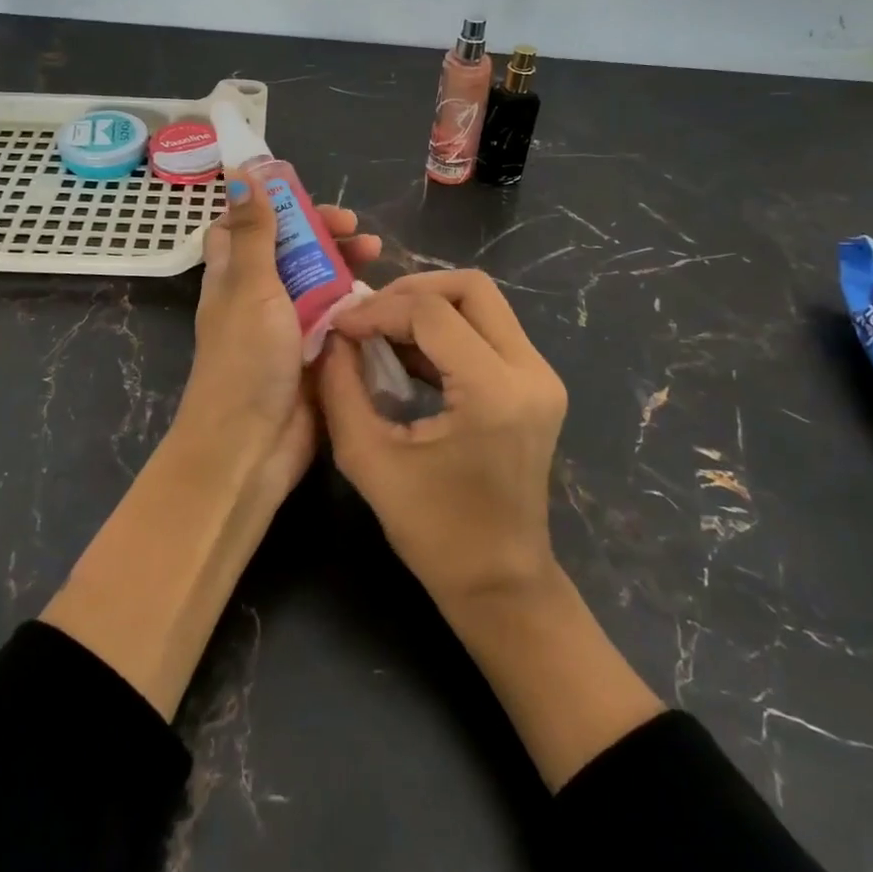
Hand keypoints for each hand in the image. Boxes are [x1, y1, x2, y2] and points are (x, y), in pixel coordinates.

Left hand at [178, 172, 380, 499]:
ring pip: (318, 281)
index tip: (301, 194)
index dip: (268, 206)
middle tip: (354, 225)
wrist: (251, 445)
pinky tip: (381, 296)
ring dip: (344, 263)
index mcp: (233, 276)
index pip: (243, 227)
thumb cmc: (245, 358)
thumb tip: (240, 174)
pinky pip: (337, 318)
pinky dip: (356, 303)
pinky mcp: (314, 353)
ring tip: (377, 253)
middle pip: (290, 250)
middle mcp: (258, 296)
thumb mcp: (250, 286)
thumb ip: (255, 232)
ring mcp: (287, 327)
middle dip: (320, 231)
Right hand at [317, 270, 567, 605]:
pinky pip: (490, 330)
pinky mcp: (537, 385)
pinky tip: (409, 352)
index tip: (340, 327)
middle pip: (471, 288)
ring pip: (483, 303)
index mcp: (494, 392)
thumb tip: (331, 337)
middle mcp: (529, 371)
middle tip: (369, 315)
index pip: (431, 313)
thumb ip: (341, 387)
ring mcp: (541, 376)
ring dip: (429, 307)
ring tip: (382, 329)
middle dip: (412, 291)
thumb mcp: (367, 458)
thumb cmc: (433, 531)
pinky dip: (447, 329)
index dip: (378, 309)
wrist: (501, 583)